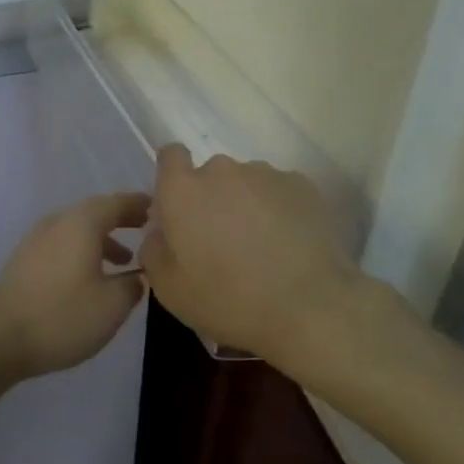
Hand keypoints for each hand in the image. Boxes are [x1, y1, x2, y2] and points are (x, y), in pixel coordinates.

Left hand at [0, 192, 150, 379]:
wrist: (0, 339)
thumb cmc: (63, 317)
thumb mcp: (112, 305)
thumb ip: (133, 284)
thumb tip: (138, 275)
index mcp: (81, 223)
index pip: (116, 202)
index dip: (139, 204)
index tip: (158, 208)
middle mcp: (57, 222)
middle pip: (94, 212)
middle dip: (120, 220)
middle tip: (144, 229)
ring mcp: (35, 239)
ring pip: (76, 229)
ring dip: (101, 239)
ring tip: (123, 261)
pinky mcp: (24, 259)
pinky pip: (62, 244)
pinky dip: (82, 251)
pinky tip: (89, 277)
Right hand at [140, 144, 358, 363]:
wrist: (310, 308)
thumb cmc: (229, 300)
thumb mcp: (169, 289)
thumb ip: (153, 250)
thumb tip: (159, 232)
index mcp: (183, 191)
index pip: (170, 156)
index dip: (172, 177)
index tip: (180, 209)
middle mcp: (221, 170)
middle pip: (209, 175)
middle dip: (211, 199)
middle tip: (221, 241)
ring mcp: (264, 174)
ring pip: (245, 183)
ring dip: (245, 204)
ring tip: (261, 246)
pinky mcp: (301, 185)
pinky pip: (278, 191)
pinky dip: (277, 210)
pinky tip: (287, 244)